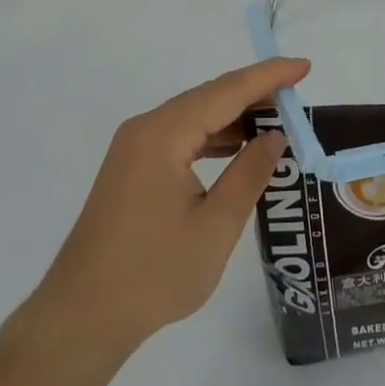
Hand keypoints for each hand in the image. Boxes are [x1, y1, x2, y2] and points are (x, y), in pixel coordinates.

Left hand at [20, 57, 310, 355]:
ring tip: (276, 121)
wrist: (80, 319)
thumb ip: (249, 174)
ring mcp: (134, 147)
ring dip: (234, 116)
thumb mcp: (214, 227)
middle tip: (296, 97)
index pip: (226, 91)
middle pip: (209, 97)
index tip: (304, 66)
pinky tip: (236, 149)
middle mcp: (146, 128)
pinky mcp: (131, 168)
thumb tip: (274, 135)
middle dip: (254, 93)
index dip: (268, 77)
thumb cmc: (153, 274)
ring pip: (194, 116)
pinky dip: (212, 136)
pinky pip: (179, 136)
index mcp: (164, 134)